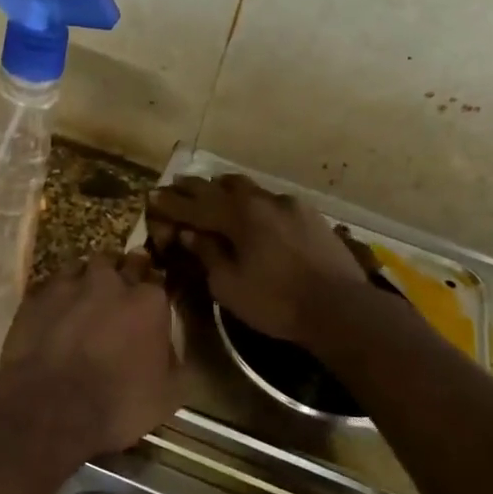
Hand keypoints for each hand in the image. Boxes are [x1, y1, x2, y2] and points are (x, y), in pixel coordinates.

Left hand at [0, 251, 178, 452]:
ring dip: (87, 279)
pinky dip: (56, 296)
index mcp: (148, 301)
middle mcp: (110, 282)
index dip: (152, 292)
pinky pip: (50, 286)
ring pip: (82, 267)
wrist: (50, 409)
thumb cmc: (119, 404)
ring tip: (84, 299)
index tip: (148, 305)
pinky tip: (54, 313)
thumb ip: (174, 360)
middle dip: (123, 272)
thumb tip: (168, 348)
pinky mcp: (35, 298)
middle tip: (119, 292)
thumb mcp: (169, 394)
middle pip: (120, 263)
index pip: (156, 280)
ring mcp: (69, 286)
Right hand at [147, 174, 366, 346]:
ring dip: (225, 189)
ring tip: (212, 190)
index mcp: (239, 216)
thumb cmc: (276, 302)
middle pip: (221, 187)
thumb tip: (190, 234)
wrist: (340, 307)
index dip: (171, 203)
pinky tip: (252, 211)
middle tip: (176, 187)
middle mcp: (262, 200)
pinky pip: (270, 200)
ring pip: (249, 188)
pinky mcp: (310, 215)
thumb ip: (208, 255)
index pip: (195, 205)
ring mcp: (290, 205)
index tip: (152, 196)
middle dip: (195, 188)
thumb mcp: (229, 286)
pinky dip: (252, 202)